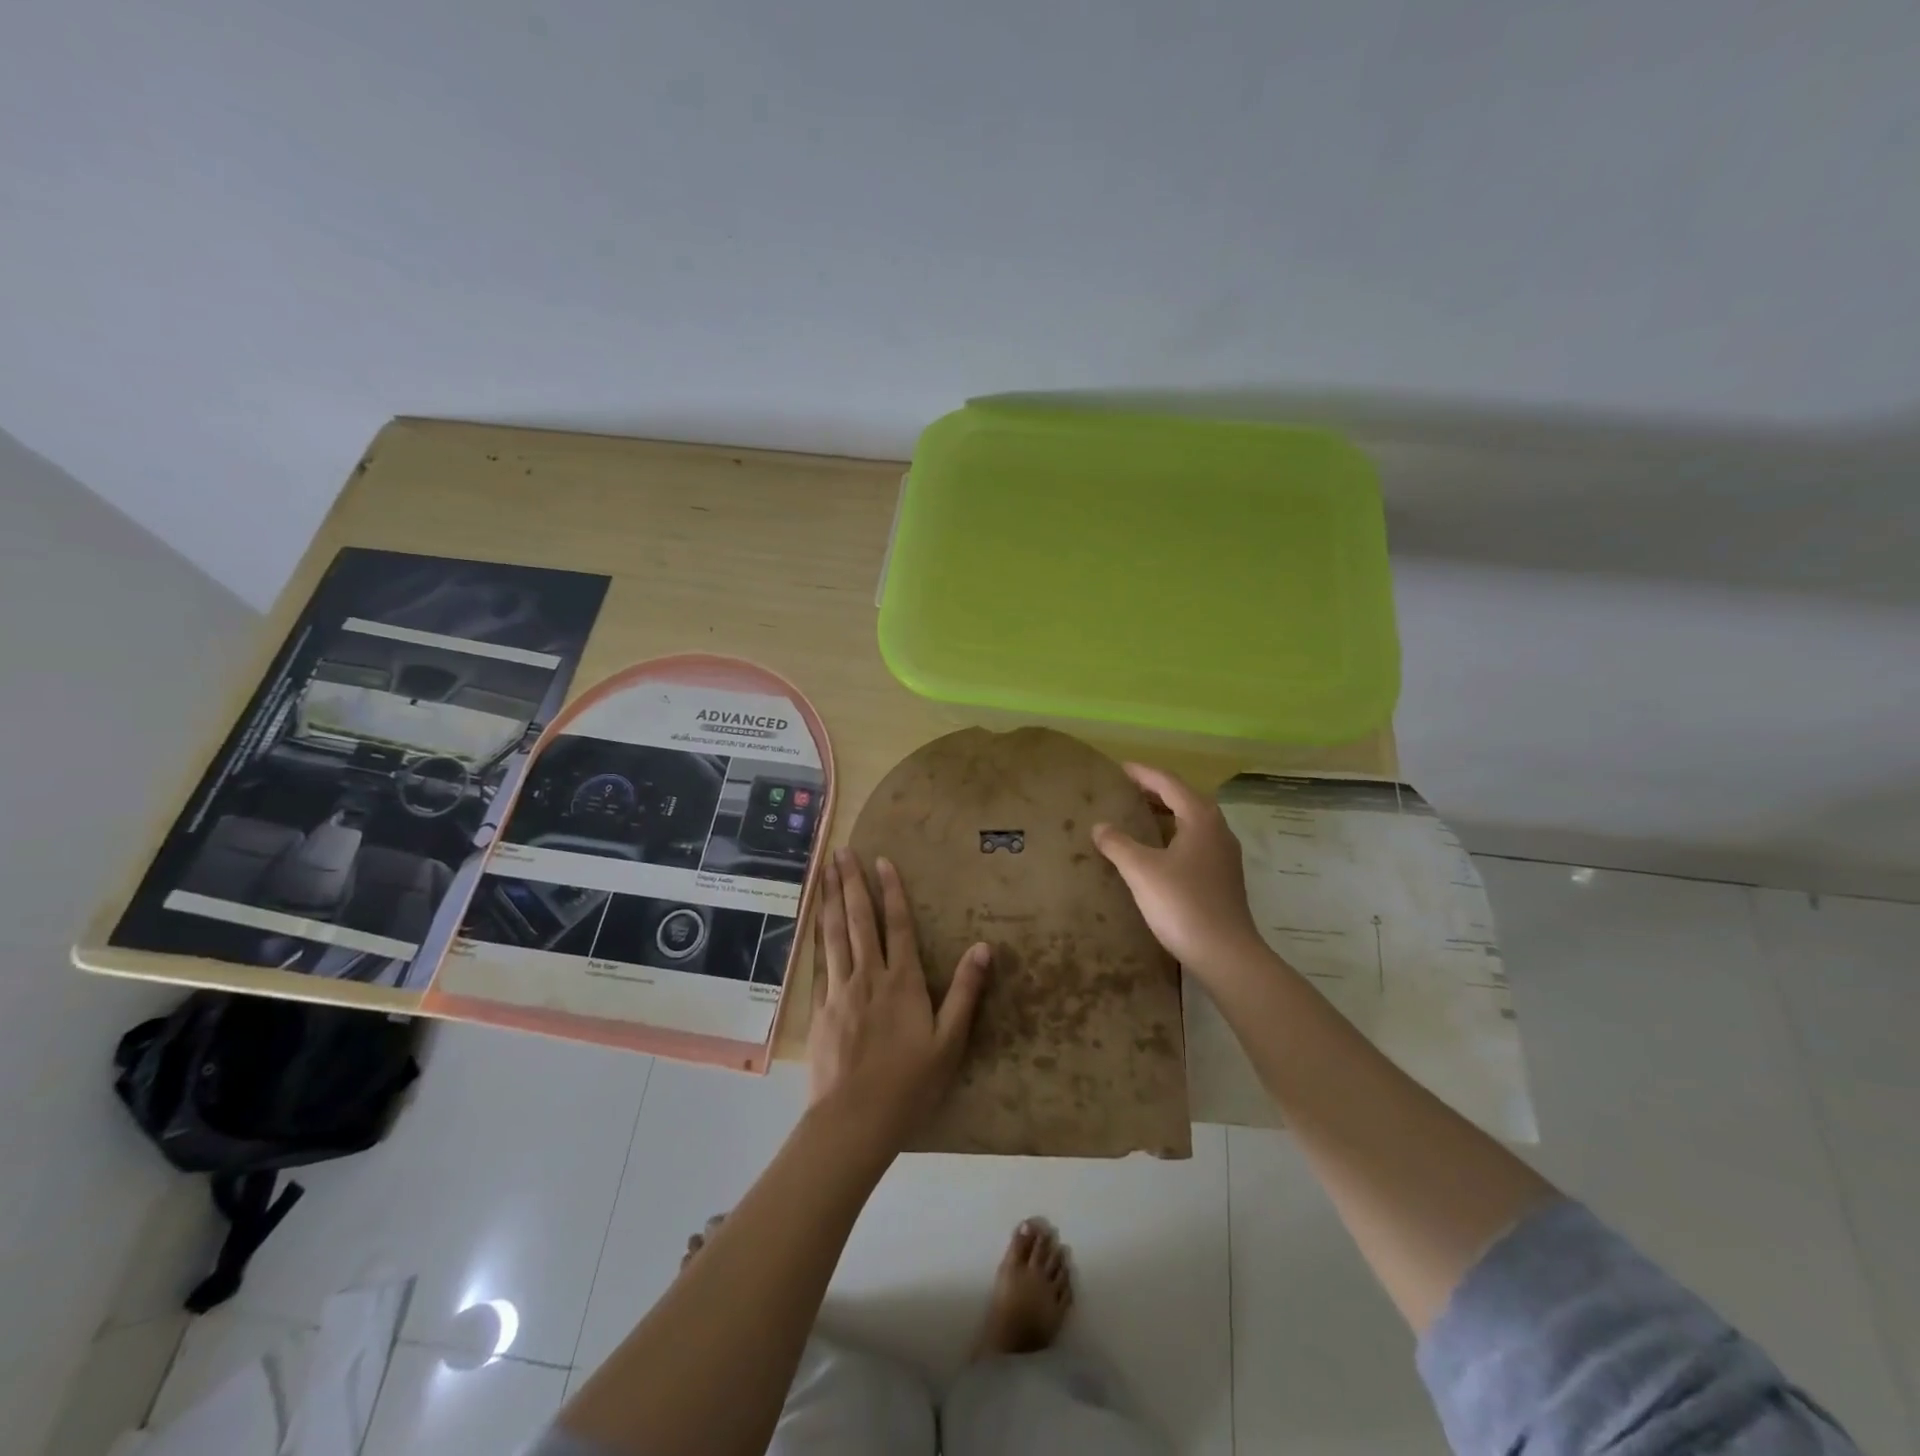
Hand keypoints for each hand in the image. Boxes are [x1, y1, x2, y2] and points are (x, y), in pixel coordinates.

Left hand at [807, 847, 990, 1145]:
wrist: (854, 1121)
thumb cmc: (909, 1084)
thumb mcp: (950, 1042)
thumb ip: (966, 992)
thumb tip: (984, 947)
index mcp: (903, 982)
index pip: (898, 925)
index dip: (891, 890)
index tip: (881, 860)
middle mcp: (869, 976)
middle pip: (859, 920)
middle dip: (852, 882)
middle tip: (842, 850)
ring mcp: (840, 991)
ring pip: (834, 934)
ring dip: (830, 899)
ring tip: (824, 871)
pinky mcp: (820, 1009)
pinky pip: (819, 962)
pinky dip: (816, 935)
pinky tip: (813, 921)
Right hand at [1092, 763, 1268, 987]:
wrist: (1225, 954)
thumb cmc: (1182, 904)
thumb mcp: (1141, 870)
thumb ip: (1118, 844)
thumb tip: (1100, 826)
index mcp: (1200, 819)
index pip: (1169, 783)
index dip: (1143, 774)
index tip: (1119, 769)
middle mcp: (1217, 830)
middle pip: (1184, 799)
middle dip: (1155, 791)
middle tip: (1126, 790)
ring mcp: (1224, 855)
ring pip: (1192, 821)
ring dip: (1166, 813)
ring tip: (1138, 816)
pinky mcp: (1223, 877)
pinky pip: (1195, 842)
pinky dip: (1173, 835)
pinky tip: (1157, 851)